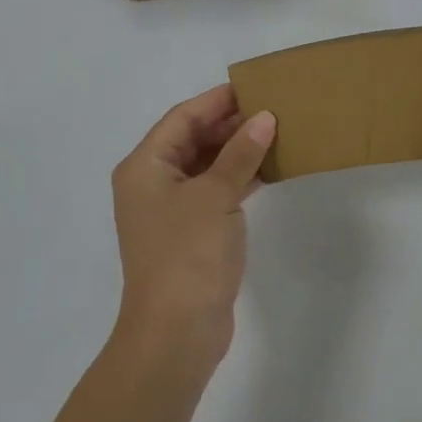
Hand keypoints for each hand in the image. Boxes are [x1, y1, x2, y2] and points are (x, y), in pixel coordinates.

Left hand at [111, 85, 275, 367]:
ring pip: (205, 165)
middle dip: (230, 124)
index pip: (183, 117)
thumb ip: (241, 153)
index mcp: (145, 166)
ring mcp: (170, 210)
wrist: (176, 334)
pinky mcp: (190, 233)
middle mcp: (152, 183)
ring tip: (276, 133)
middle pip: (192, 139)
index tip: (254, 86)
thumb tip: (264, 117)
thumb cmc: (188, 254)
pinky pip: (214, 191)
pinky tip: (268, 169)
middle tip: (272, 108)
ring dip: (237, 150)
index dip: (217, 101)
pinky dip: (237, 178)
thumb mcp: (216, 195)